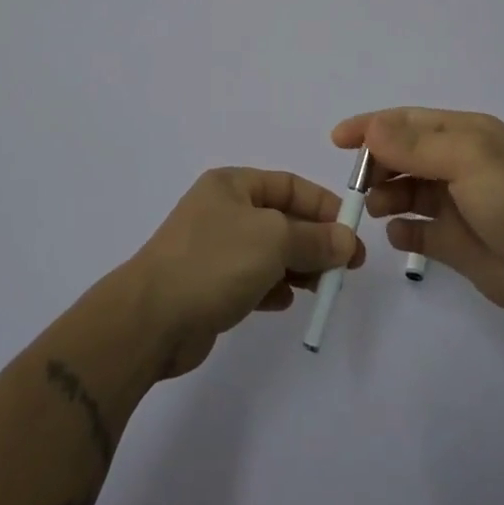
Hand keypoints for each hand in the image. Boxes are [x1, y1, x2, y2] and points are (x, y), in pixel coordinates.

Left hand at [125, 167, 365, 376]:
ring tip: (323, 287)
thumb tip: (346, 240)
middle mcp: (223, 211)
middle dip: (315, 240)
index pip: (289, 186)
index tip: (352, 231)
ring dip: (299, 266)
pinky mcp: (210, 286)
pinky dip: (273, 288)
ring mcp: (214, 250)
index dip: (323, 205)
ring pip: (270, 252)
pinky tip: (285, 302)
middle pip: (282, 220)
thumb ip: (314, 239)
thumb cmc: (215, 262)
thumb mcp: (274, 240)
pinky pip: (253, 280)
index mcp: (232, 185)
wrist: (151, 319)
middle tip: (348, 267)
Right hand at [335, 107, 503, 323]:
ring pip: (408, 192)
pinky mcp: (456, 242)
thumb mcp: (465, 159)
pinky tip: (398, 234)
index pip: (408, 121)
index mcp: (465, 135)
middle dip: (377, 164)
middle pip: (404, 155)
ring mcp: (457, 204)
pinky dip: (403, 230)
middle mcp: (459, 164)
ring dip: (386, 196)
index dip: (372, 126)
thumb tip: (371, 128)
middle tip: (358, 184)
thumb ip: (414, 145)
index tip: (338, 140)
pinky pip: (418, 230)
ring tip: (375, 209)